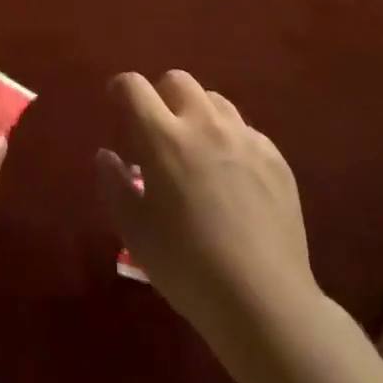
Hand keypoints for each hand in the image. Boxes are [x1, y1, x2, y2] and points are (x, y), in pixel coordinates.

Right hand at [96, 71, 316, 343]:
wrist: (264, 302)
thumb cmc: (188, 268)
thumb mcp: (135, 232)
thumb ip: (115, 185)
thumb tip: (107, 156)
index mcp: (163, 137)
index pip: (133, 86)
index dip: (120, 89)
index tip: (117, 103)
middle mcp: (204, 123)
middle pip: (177, 80)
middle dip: (161, 96)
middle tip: (158, 130)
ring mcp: (244, 137)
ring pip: (214, 100)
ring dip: (198, 114)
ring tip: (197, 151)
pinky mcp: (274, 157)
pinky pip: (246, 131)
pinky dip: (231, 142)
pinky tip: (233, 179)